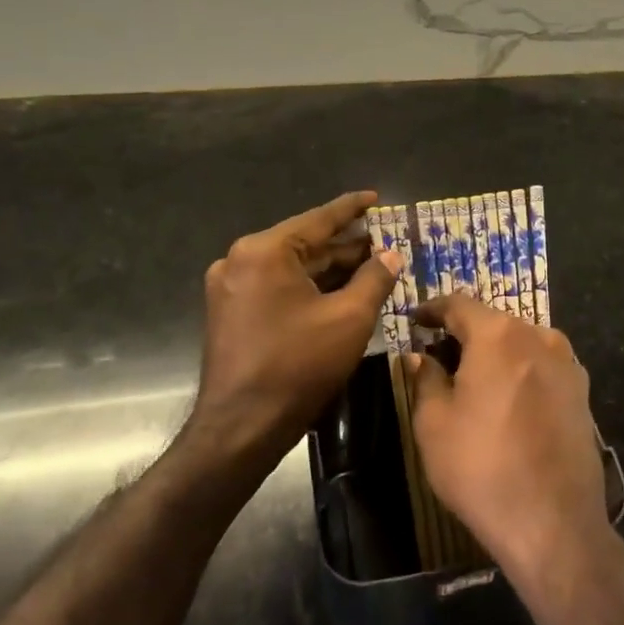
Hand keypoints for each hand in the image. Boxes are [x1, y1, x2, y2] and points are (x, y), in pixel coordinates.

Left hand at [191, 190, 399, 468]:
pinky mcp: (231, 312)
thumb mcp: (349, 318)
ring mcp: (231, 287)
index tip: (375, 196)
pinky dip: (309, 288)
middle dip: (346, 245)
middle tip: (385, 241)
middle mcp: (241, 260)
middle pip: (305, 244)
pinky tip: (341, 292)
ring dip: (331, 269)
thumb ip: (375, 278)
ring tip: (372, 265)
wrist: (241, 428)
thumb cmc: (298, 366)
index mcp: (264, 251)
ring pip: (293, 268)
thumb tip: (392, 254)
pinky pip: (278, 287)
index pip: (319, 219)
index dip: (352, 208)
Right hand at [408, 293, 607, 580]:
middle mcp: (538, 336)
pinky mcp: (583, 393)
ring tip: (475, 378)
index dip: (433, 309)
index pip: (458, 304)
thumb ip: (426, 379)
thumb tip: (422, 357)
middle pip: (494, 322)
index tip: (416, 320)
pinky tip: (509, 400)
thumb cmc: (482, 467)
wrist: (554, 522)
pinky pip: (543, 368)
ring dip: (497, 353)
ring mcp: (568, 364)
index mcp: (498, 335)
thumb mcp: (434, 423)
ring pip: (522, 343)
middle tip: (440, 353)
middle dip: (465, 333)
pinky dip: (521, 372)